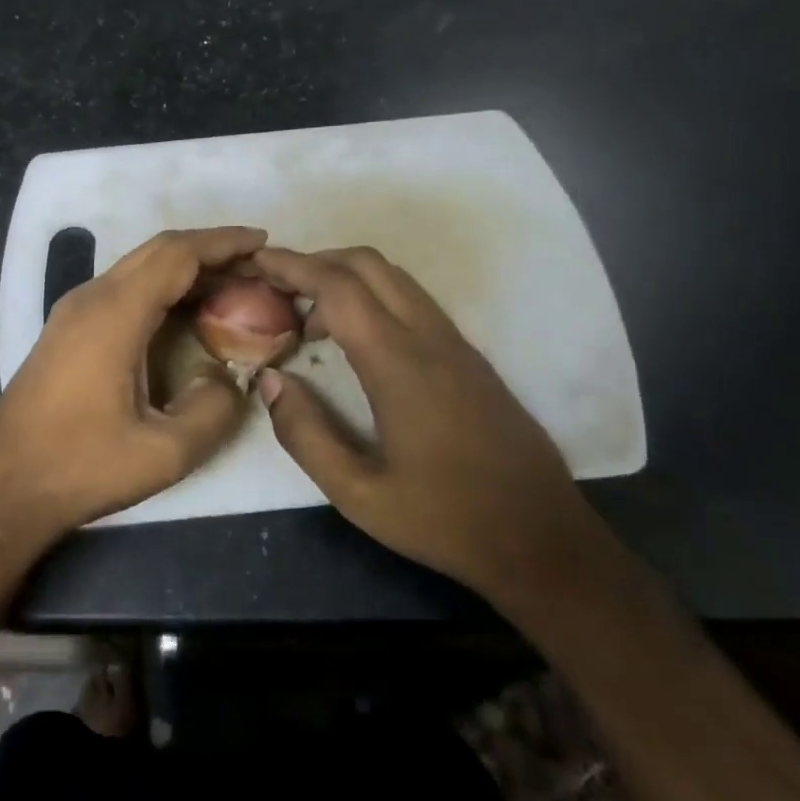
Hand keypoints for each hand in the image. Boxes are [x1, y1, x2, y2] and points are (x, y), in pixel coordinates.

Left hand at [0, 226, 262, 543]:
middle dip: (209, 250)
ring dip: (184, 268)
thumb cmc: (80, 466)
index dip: (223, 243)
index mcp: (115, 314)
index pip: (177, 255)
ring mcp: (73, 311)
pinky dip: (161, 287)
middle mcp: (91, 298)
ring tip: (231, 286)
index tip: (263, 242)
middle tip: (255, 266)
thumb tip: (231, 378)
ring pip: (138, 267)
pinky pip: (123, 289)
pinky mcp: (66, 329)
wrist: (3, 486)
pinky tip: (184, 313)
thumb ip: (213, 410)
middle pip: (158, 251)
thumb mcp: (163, 453)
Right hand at [252, 245, 594, 604]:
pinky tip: (352, 339)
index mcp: (400, 365)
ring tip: (307, 316)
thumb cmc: (445, 521)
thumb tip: (271, 380)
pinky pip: (412, 301)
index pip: (338, 288)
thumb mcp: (358, 495)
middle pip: (368, 264)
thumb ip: (305, 435)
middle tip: (276, 285)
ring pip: (394, 278)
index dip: (292, 266)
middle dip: (316, 260)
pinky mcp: (469, 357)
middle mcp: (430, 339)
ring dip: (345, 278)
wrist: (543, 540)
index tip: (256, 260)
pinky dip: (372, 297)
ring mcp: (456, 344)